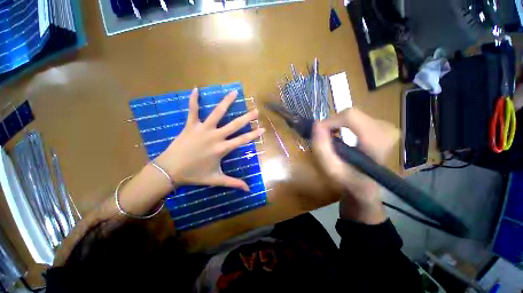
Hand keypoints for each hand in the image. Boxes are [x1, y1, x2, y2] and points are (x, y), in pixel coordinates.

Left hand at [155, 88, 264, 190]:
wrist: (170, 170)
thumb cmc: (194, 175)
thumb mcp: (216, 179)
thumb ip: (233, 183)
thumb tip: (248, 190)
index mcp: (222, 149)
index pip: (242, 140)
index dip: (254, 134)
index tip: (263, 128)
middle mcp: (215, 136)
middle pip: (234, 125)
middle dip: (247, 118)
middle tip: (256, 110)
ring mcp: (202, 129)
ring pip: (217, 113)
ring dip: (226, 102)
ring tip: (234, 92)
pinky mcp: (190, 125)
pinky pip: (192, 110)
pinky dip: (193, 100)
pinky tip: (196, 89)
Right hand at [312, 108, 398, 223]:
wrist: (366, 185)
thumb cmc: (348, 179)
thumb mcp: (330, 168)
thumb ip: (322, 147)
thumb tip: (316, 124)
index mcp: (376, 142)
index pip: (351, 116)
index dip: (331, 121)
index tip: (320, 131)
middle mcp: (386, 130)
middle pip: (352, 115)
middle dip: (334, 123)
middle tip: (327, 137)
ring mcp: (387, 128)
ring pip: (355, 115)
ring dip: (340, 124)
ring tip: (334, 138)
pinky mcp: (384, 127)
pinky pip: (359, 118)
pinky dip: (346, 124)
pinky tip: (343, 135)